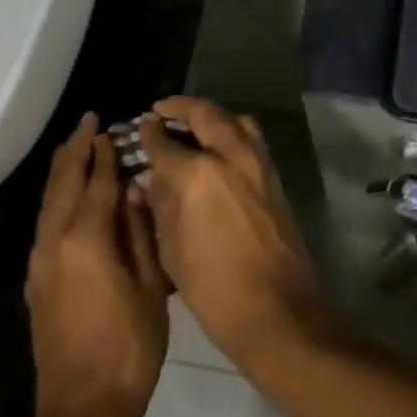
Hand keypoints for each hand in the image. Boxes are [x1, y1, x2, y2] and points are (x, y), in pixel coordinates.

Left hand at [26, 113, 170, 416]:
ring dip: (62, 171)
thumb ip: (139, 233)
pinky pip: (45, 223)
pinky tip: (68, 196)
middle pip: (63, 183)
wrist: (84, 407)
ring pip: (48, 203)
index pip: (97, 183)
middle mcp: (55, 242)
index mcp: (87, 239)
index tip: (109, 127)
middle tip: (86, 121)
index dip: (105, 154)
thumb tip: (134, 192)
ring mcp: (40, 263)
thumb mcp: (150, 286)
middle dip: (74, 150)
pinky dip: (57, 198)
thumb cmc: (129, 345)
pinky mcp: (37, 282)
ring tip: (75, 147)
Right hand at [138, 97, 325, 371]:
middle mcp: (232, 156)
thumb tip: (152, 179)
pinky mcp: (274, 176)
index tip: (140, 125)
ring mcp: (258, 163)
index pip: (166, 143)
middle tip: (161, 110)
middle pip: (205, 114)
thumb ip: (161, 205)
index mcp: (199, 173)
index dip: (149, 134)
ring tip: (189, 124)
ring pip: (234, 120)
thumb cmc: (214, 287)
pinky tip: (215, 147)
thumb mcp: (172, 249)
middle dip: (181, 108)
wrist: (276, 308)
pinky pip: (250, 138)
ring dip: (210, 115)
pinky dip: (230, 131)